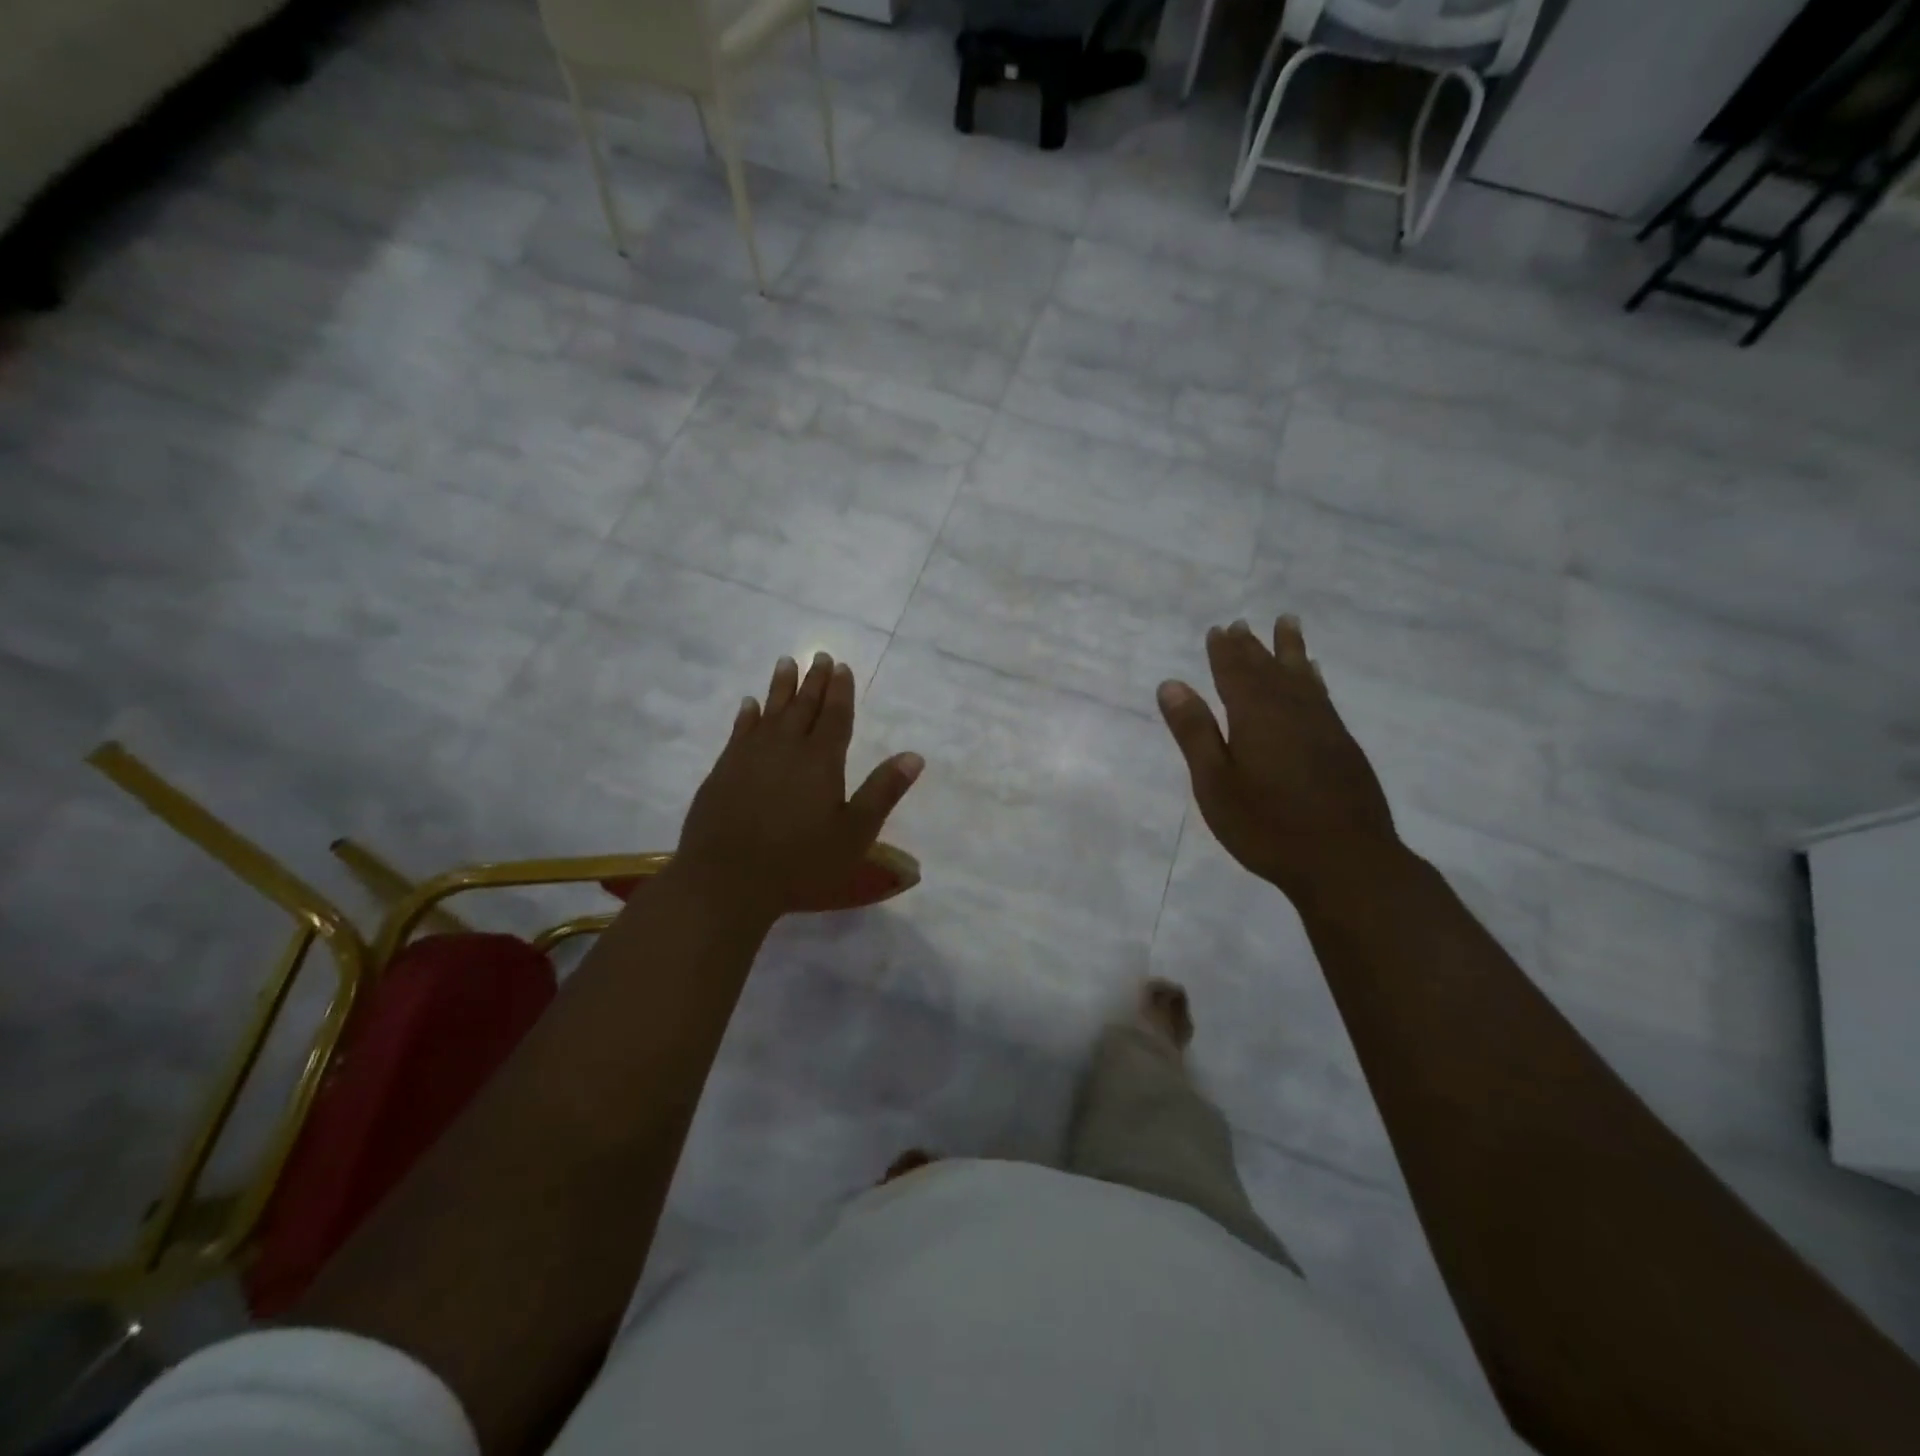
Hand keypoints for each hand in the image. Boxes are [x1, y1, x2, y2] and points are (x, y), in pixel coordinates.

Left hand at [674, 652, 922, 923]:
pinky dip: (747, 716)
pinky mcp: (724, 771)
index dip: (840, 691)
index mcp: (821, 760)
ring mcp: (750, 757)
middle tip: (819, 656)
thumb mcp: (855, 833)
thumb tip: (915, 756)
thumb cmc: (801, 862)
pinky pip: (739, 731)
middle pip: (803, 707)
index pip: (835, 716)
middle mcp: (786, 748)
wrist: (727, 880)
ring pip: (770, 711)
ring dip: (780, 687)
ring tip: (785, 663)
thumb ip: (883, 791)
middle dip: (814, 681)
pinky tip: (749, 705)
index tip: (841, 666)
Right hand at [1157, 617, 1398, 905]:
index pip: (1235, 673)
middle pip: (1268, 669)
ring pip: (1302, 677)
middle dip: (1252, 646)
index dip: (1224, 651)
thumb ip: (1195, 732)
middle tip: (1241, 624)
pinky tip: (1315, 677)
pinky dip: (1314, 679)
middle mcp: (1292, 710)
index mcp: (1255, 716)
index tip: (1217, 630)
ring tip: (1288, 624)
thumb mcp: (1215, 783)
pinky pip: (1323, 696)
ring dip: (1291, 650)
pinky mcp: (1343, 746)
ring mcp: (1323, 726)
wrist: (1345, 860)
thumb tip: (1171, 684)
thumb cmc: (1266, 825)